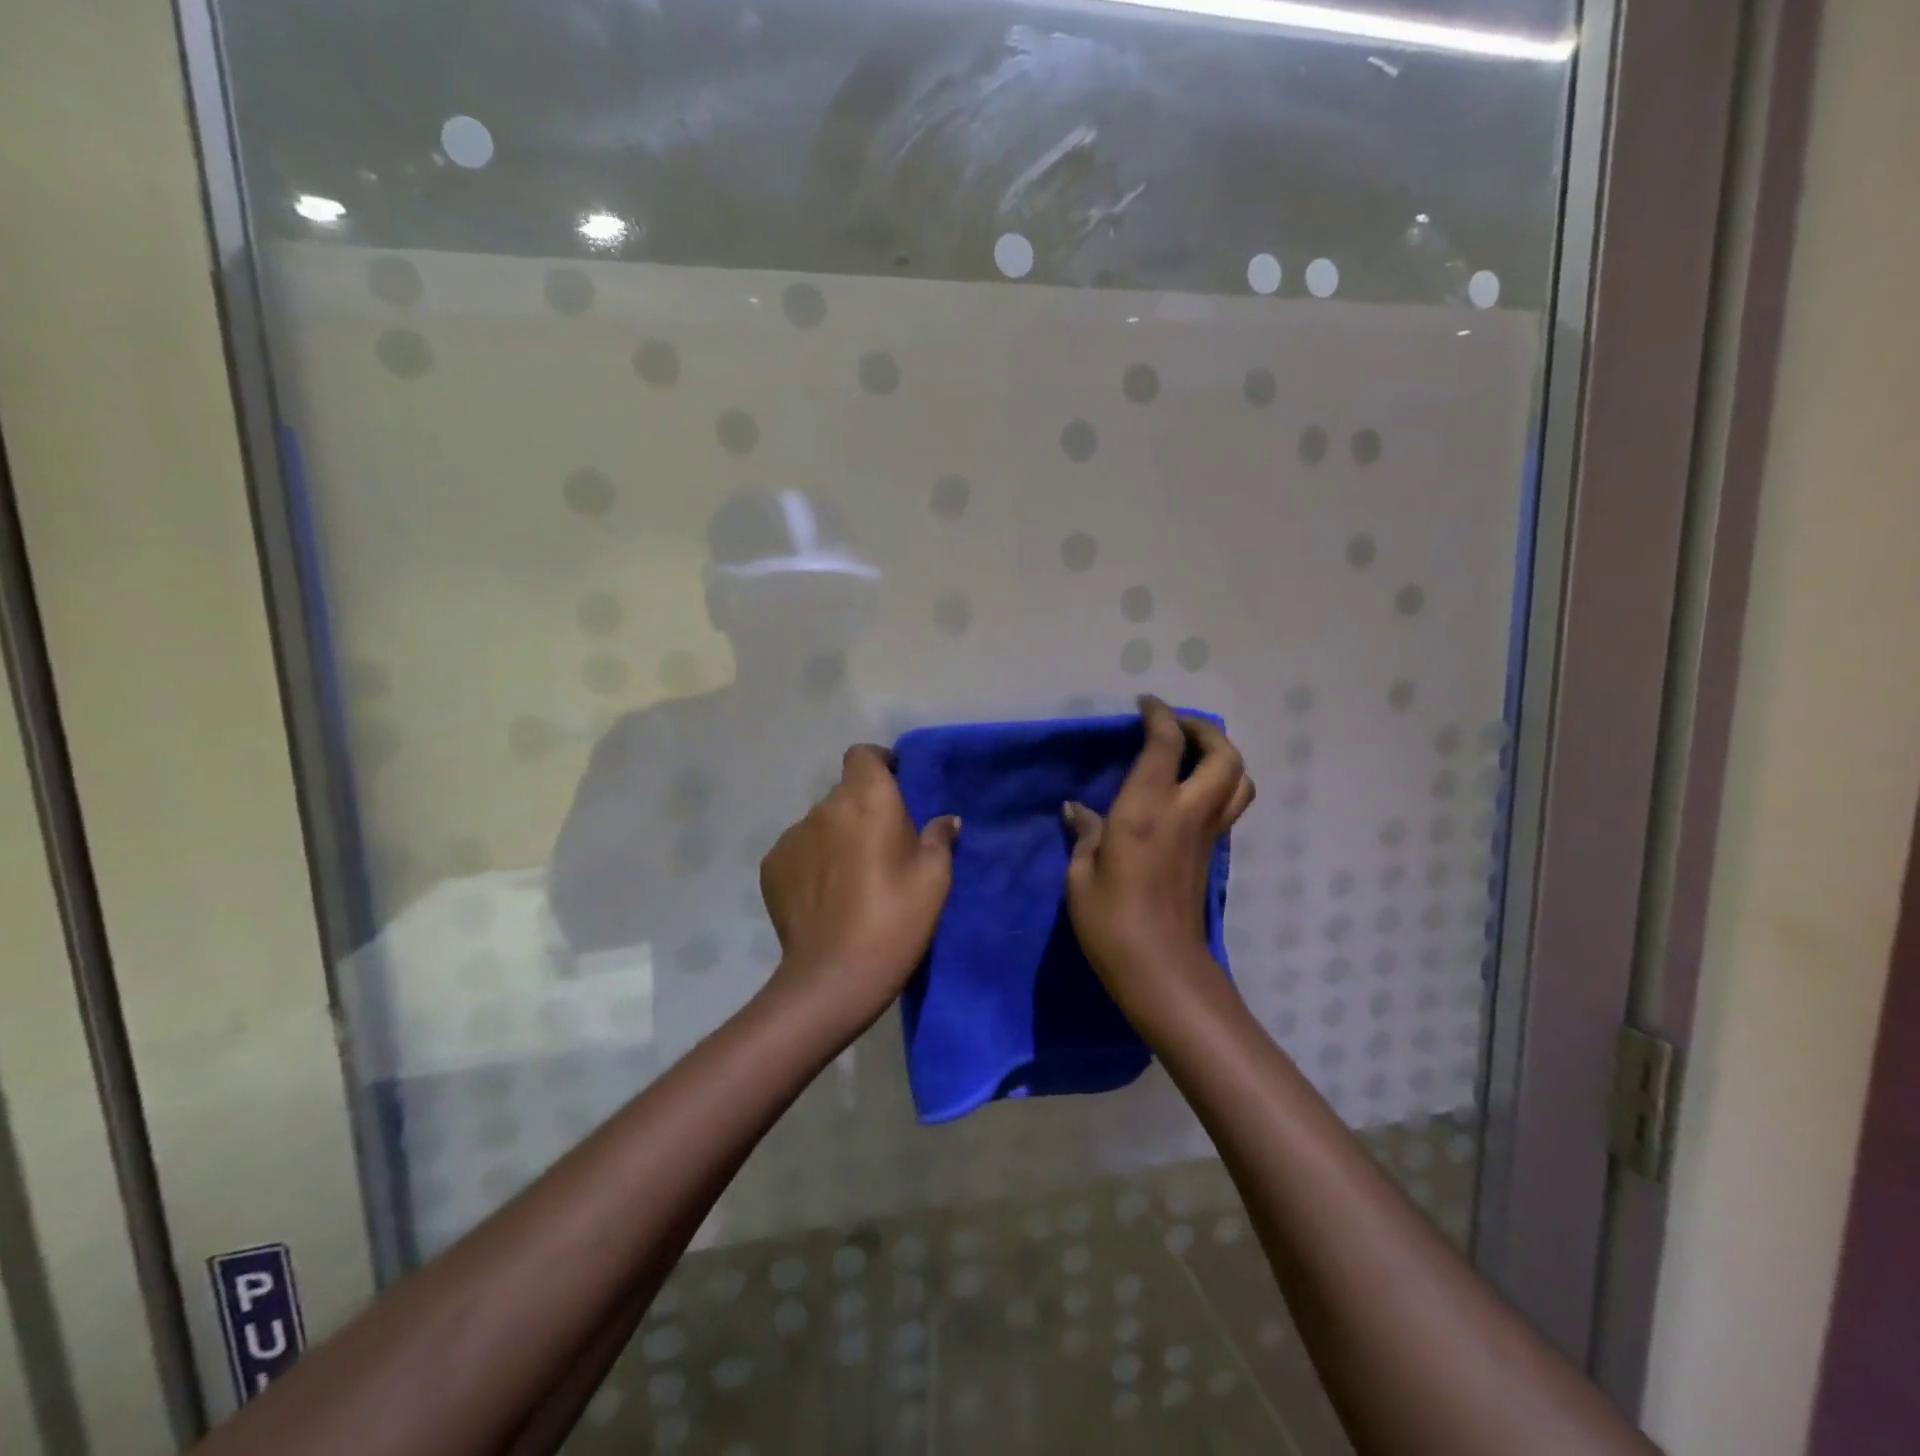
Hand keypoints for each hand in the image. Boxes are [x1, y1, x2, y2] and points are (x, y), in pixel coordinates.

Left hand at [760, 744, 960, 1031]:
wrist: (834, 975)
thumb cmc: (895, 918)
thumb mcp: (934, 879)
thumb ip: (939, 839)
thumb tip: (946, 820)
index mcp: (868, 798)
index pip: (863, 755)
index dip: (878, 764)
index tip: (894, 786)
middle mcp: (825, 807)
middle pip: (844, 793)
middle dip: (861, 809)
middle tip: (880, 846)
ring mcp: (792, 836)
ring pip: (820, 824)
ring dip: (835, 837)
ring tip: (849, 877)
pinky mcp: (771, 865)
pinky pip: (798, 851)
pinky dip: (811, 862)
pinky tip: (823, 896)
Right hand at [1064, 697, 1253, 1019]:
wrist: (1161, 970)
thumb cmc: (1110, 922)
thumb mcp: (1081, 875)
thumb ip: (1085, 834)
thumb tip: (1077, 810)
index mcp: (1147, 810)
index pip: (1165, 744)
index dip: (1159, 716)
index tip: (1145, 703)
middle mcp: (1186, 812)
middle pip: (1222, 754)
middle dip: (1203, 729)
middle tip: (1174, 726)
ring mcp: (1206, 834)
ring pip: (1238, 779)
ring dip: (1221, 756)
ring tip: (1191, 754)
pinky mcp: (1212, 854)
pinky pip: (1229, 804)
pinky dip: (1219, 783)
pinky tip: (1187, 792)